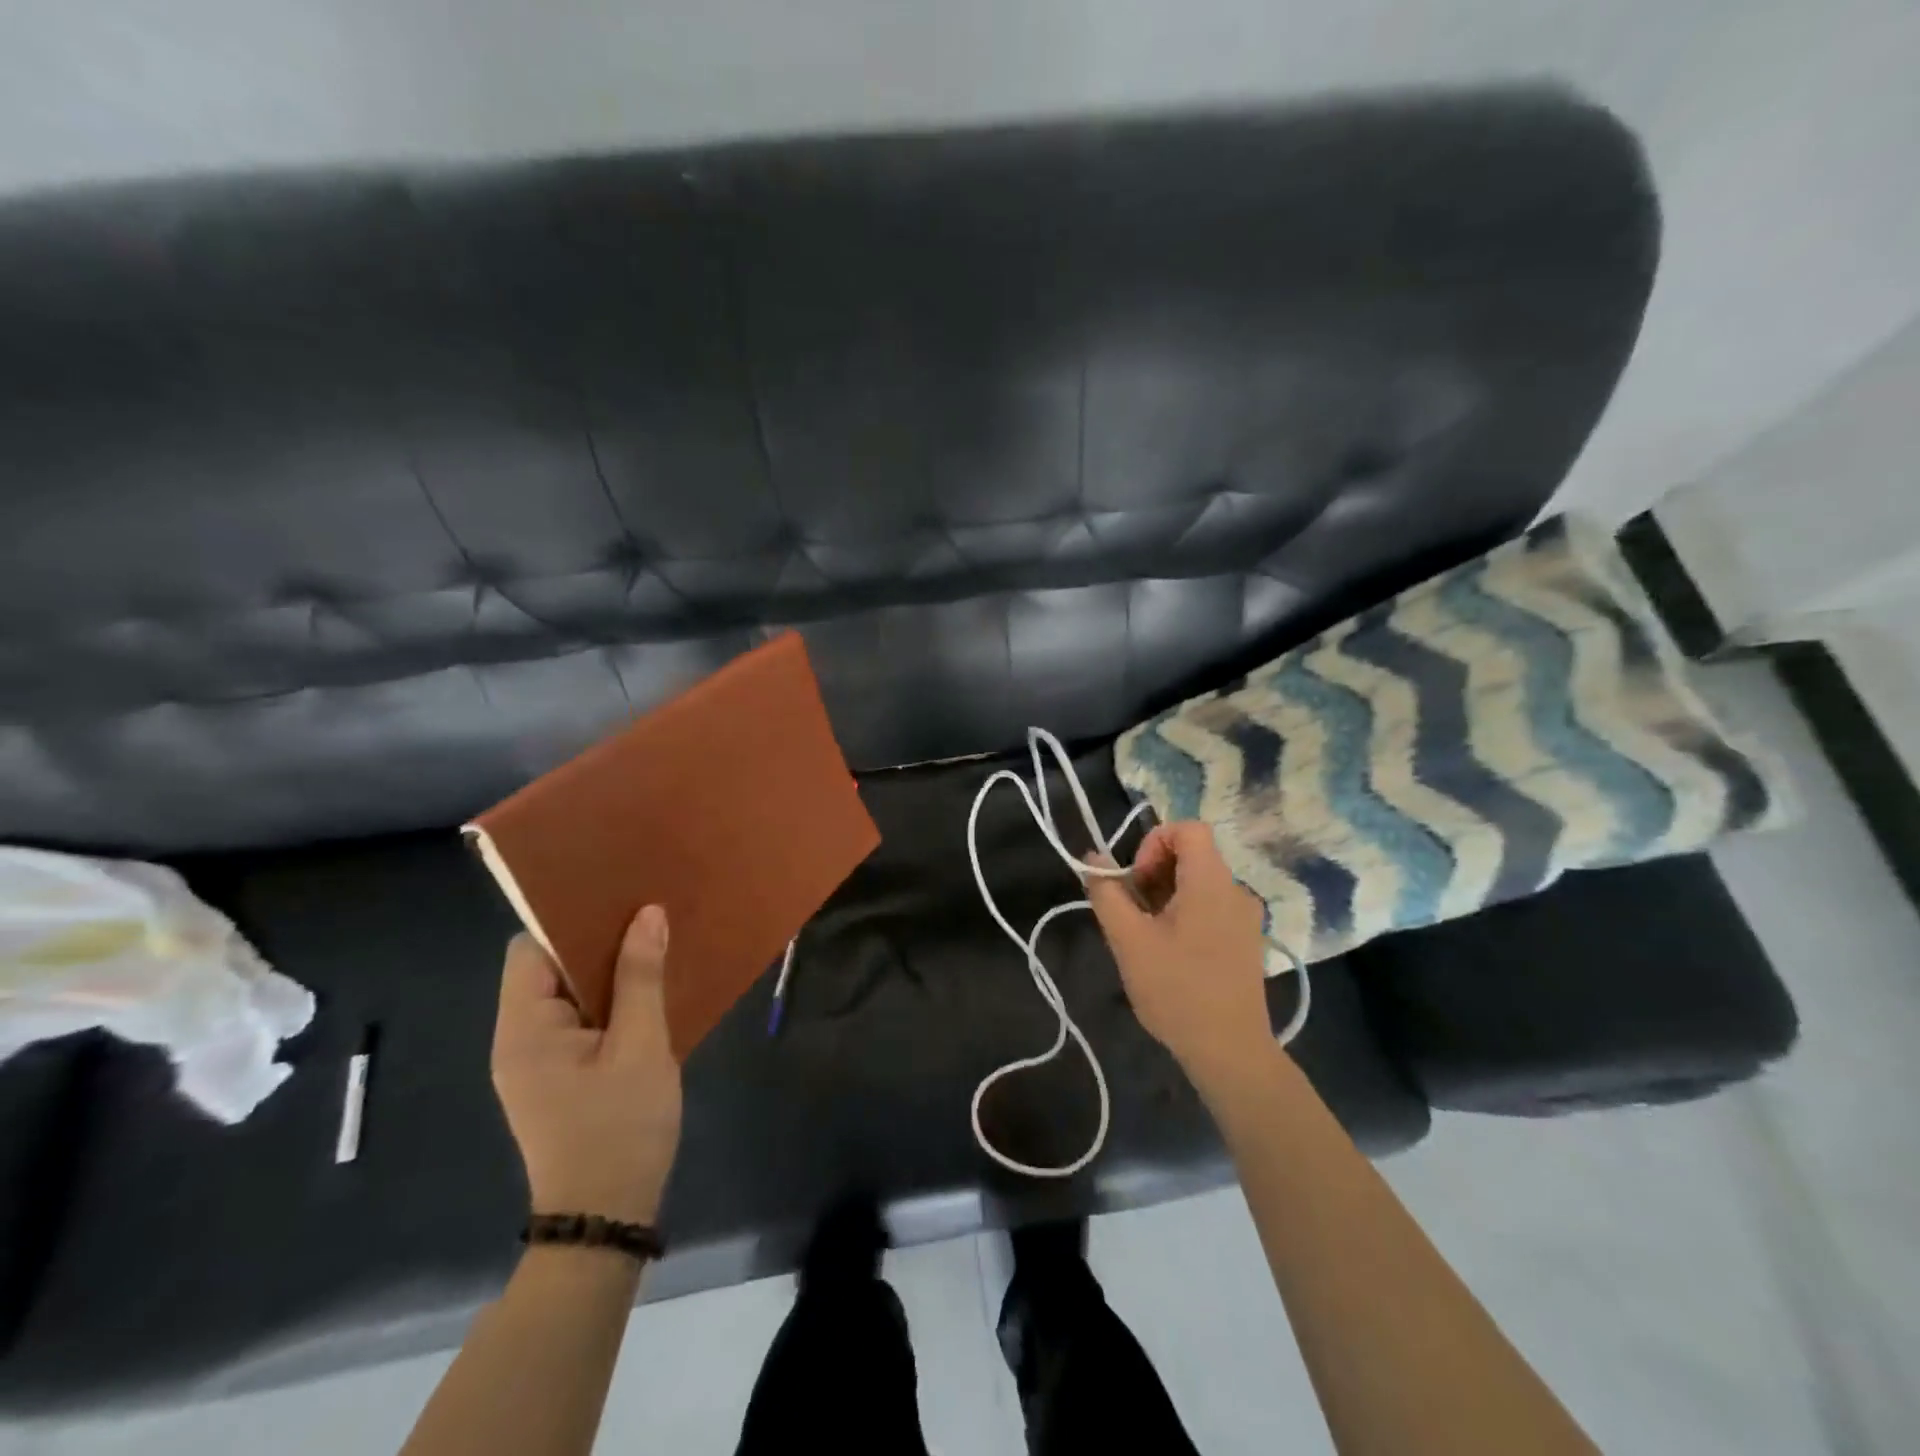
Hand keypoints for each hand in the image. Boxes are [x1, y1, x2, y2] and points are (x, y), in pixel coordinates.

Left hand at [491, 907, 682, 1225]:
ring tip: (656, 941)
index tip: (618, 896)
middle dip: (597, 940)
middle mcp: (519, 1038)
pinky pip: (581, 1019)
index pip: (530, 949)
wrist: (606, 1218)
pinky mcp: (558, 1075)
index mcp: (524, 1029)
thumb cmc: (620, 1127)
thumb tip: (648, 913)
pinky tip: (650, 989)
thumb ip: (641, 977)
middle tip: (649, 912)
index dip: (569, 919)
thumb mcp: (640, 1046)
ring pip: (570, 994)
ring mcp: (537, 1060)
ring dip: (609, 970)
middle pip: (549, 968)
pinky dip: (611, 1000)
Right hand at [1085, 822, 1274, 1081]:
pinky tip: (1170, 952)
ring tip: (1146, 936)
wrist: (1230, 1052)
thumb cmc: (1176, 990)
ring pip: (1199, 883)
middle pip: (1191, 855)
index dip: (1153, 842)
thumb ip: (1107, 893)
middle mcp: (1236, 890)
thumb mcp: (1128, 940)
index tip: (1136, 880)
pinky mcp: (1246, 941)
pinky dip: (1184, 914)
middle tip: (1133, 912)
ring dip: (1166, 896)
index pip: (1188, 828)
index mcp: (1211, 882)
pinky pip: (1211, 907)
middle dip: (1154, 873)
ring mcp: (1245, 917)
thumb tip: (1093, 857)